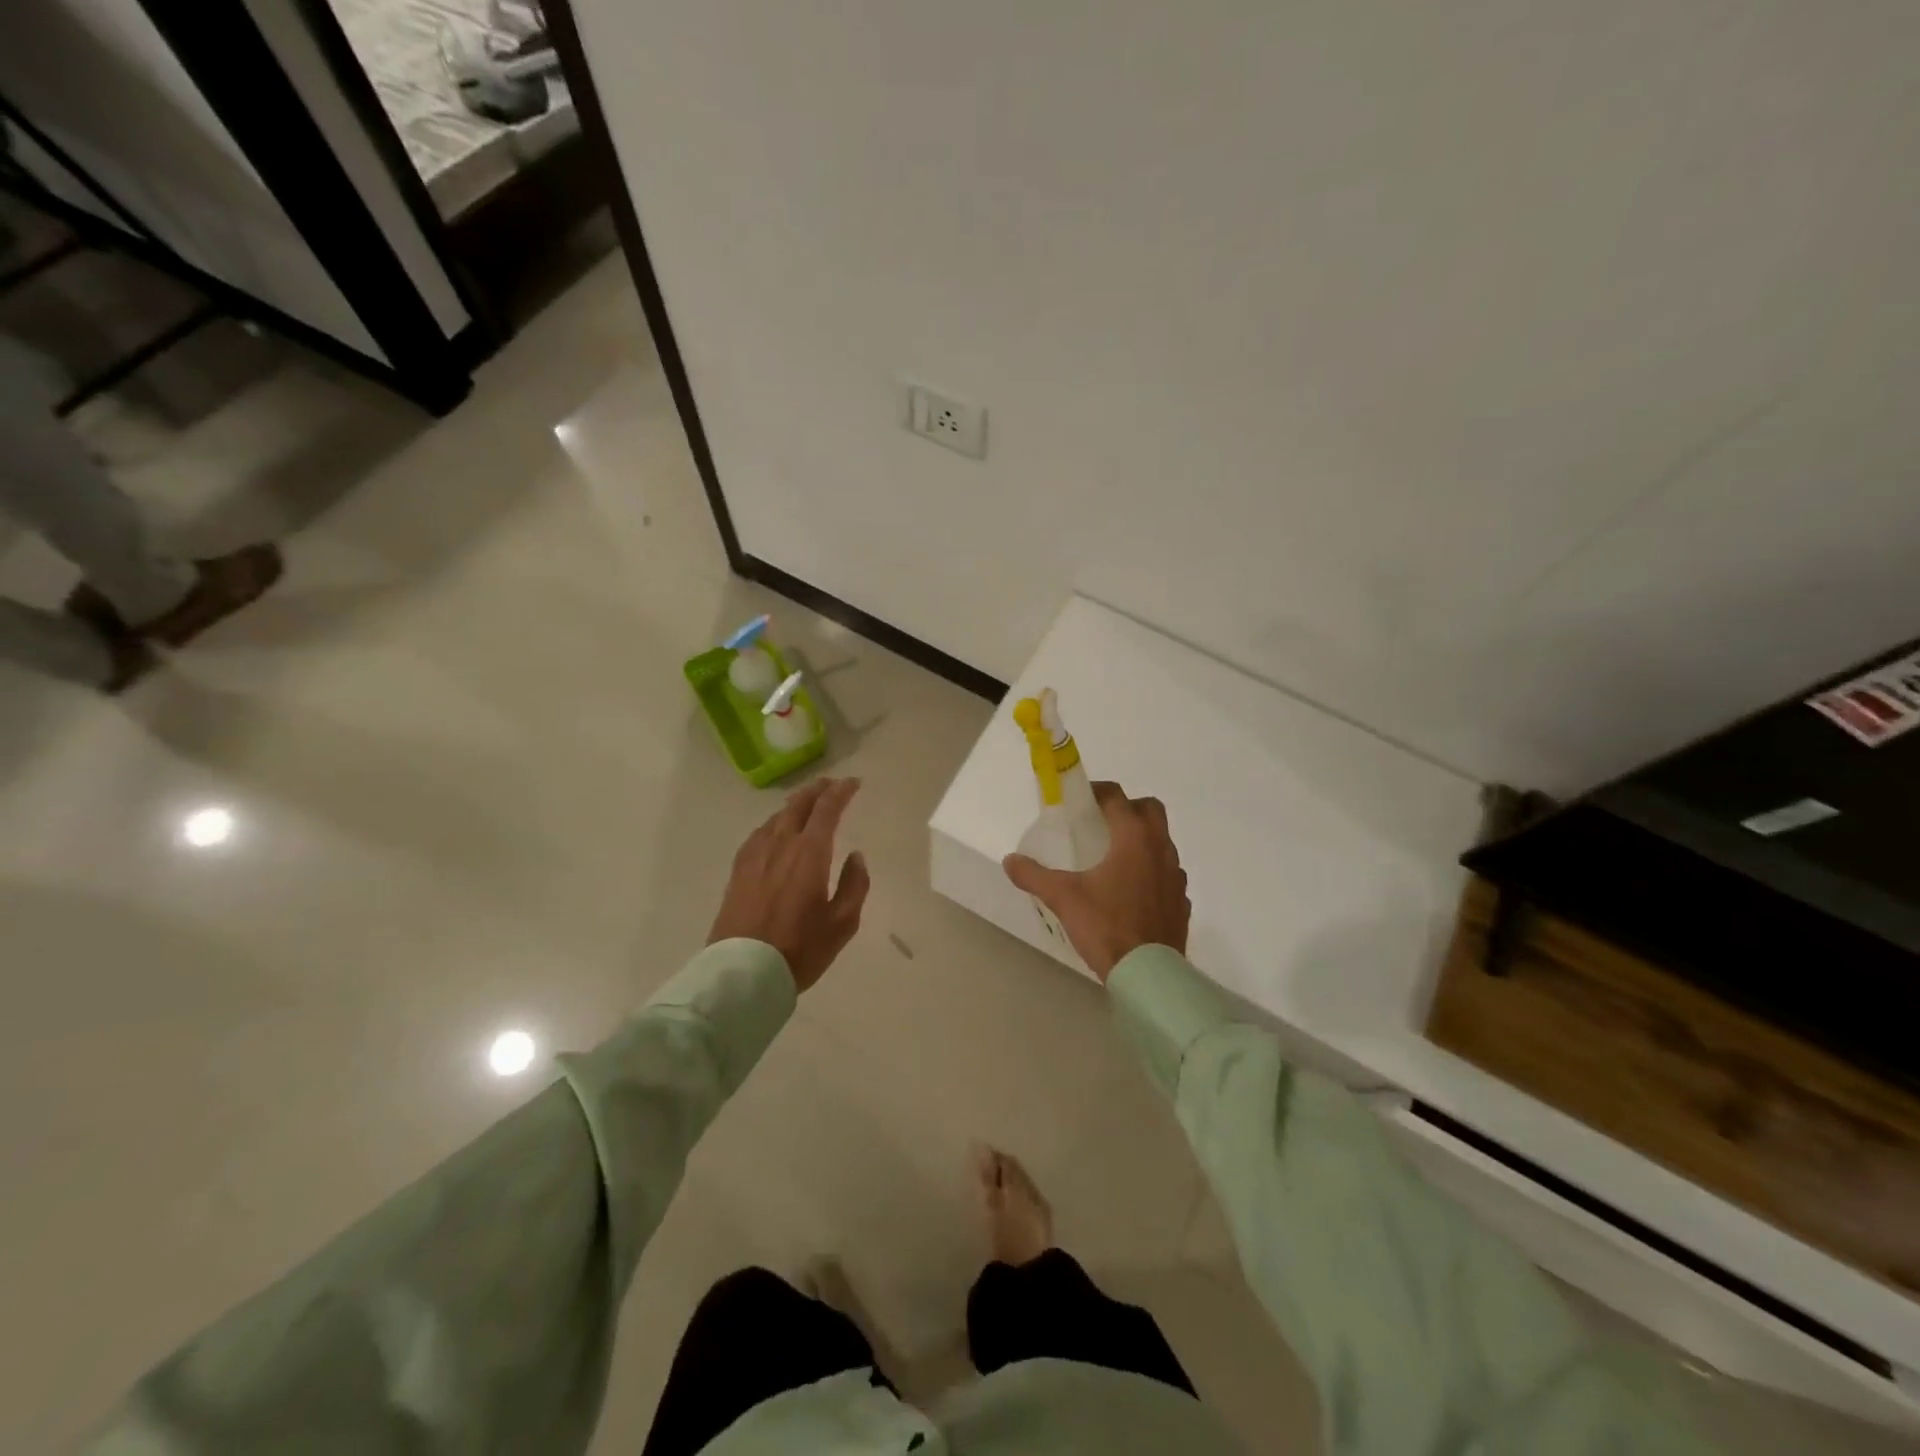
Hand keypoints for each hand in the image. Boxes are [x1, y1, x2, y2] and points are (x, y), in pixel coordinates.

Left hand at [709, 777, 870, 991]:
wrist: (743, 972)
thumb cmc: (800, 949)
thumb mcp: (842, 923)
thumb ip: (855, 885)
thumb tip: (856, 857)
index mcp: (809, 853)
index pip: (827, 809)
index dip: (841, 792)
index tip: (854, 784)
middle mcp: (780, 844)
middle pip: (798, 804)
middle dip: (817, 789)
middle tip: (831, 785)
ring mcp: (755, 855)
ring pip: (777, 816)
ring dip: (795, 804)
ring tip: (807, 803)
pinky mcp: (738, 870)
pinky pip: (759, 833)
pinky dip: (775, 822)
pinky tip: (776, 830)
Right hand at [1002, 781, 1188, 981]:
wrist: (1148, 974)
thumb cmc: (1106, 925)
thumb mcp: (1063, 898)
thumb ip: (1033, 875)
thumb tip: (1010, 860)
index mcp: (1134, 838)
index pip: (1117, 797)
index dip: (1097, 791)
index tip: (1078, 799)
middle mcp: (1160, 848)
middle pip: (1149, 809)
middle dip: (1127, 808)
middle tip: (1100, 823)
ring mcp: (1176, 875)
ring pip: (1162, 841)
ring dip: (1141, 840)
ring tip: (1113, 858)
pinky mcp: (1181, 901)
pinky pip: (1167, 873)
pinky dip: (1151, 871)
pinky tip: (1131, 891)